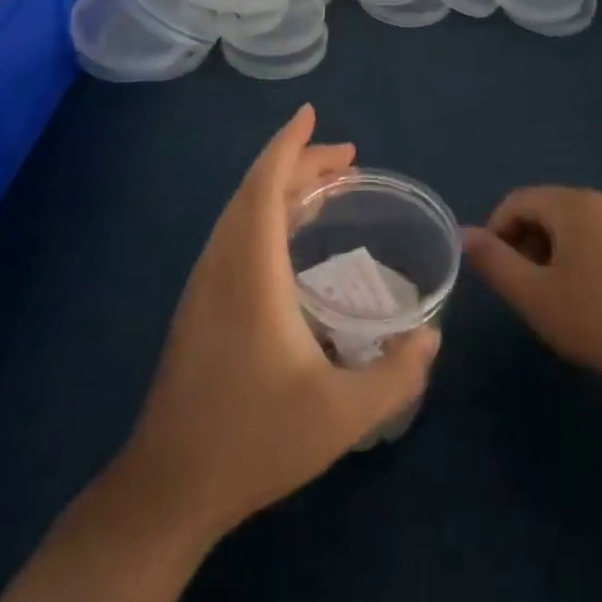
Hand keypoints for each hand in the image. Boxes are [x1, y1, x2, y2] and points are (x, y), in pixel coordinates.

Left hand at [114, 104, 439, 542]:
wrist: (169, 487)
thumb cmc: (254, 441)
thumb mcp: (343, 415)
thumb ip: (398, 374)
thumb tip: (432, 338)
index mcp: (250, 274)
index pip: (265, 188)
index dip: (289, 147)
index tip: (312, 114)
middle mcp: (221, 267)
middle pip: (254, 193)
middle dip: (298, 164)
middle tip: (347, 159)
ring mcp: (203, 287)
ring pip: (239, 215)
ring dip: (279, 189)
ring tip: (325, 188)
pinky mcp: (198, 308)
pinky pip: (233, 237)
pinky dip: (264, 216)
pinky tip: (289, 240)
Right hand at [463, 187, 601, 398]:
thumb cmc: (600, 320)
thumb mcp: (534, 296)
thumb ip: (494, 262)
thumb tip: (466, 234)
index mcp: (574, 205)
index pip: (518, 200)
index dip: (497, 231)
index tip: (497, 272)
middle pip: (550, 209)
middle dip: (528, 242)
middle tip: (528, 288)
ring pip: (580, 225)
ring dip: (558, 252)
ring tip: (561, 297)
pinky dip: (589, 258)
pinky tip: (599, 300)